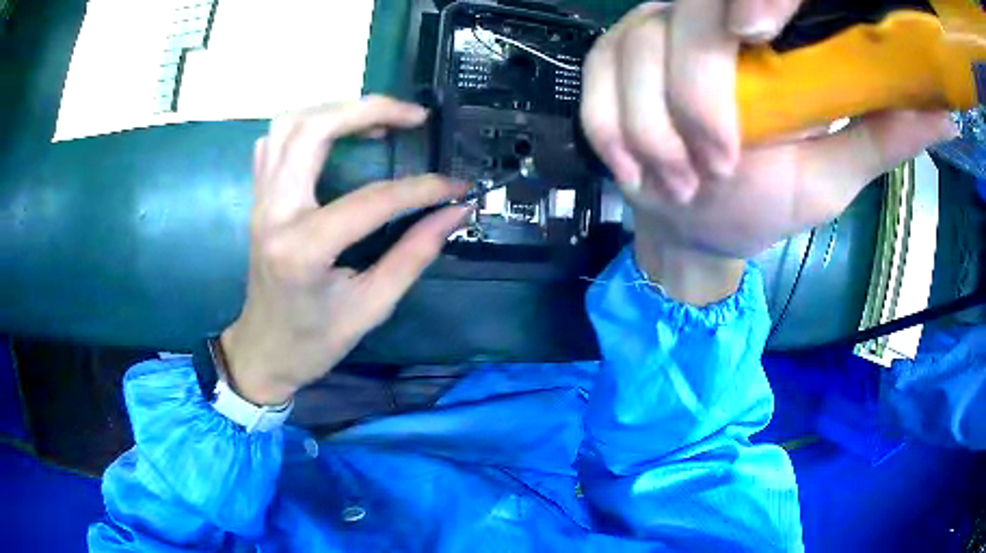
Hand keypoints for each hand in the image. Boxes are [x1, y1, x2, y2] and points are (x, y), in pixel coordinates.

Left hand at [221, 96, 469, 404]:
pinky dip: (307, 126)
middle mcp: (275, 212)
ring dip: (335, 110)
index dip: (422, 189)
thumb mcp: (372, 307)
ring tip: (376, 118)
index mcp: (304, 249)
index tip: (456, 187)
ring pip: (289, 125)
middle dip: (368, 110)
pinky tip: (335, 136)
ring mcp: (261, 201)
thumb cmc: (314, 340)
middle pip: (312, 130)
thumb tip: (455, 212)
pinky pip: (275, 142)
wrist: (263, 350)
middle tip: (413, 116)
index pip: (371, 200)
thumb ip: (414, 254)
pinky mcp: (259, 198)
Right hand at [581, 1, 955, 302]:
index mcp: (767, 35)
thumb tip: (944, 114)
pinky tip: (635, 166)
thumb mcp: (837, 173)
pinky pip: (596, 80)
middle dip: (697, 94)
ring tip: (681, 179)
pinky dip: (610, 126)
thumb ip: (883, 135)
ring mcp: (649, 33)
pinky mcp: (608, 61)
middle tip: (718, 165)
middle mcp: (704, 17)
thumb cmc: (767, 200)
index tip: (758, 30)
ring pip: (634, 50)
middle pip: (689, 18)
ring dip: (651, 124)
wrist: (696, 221)